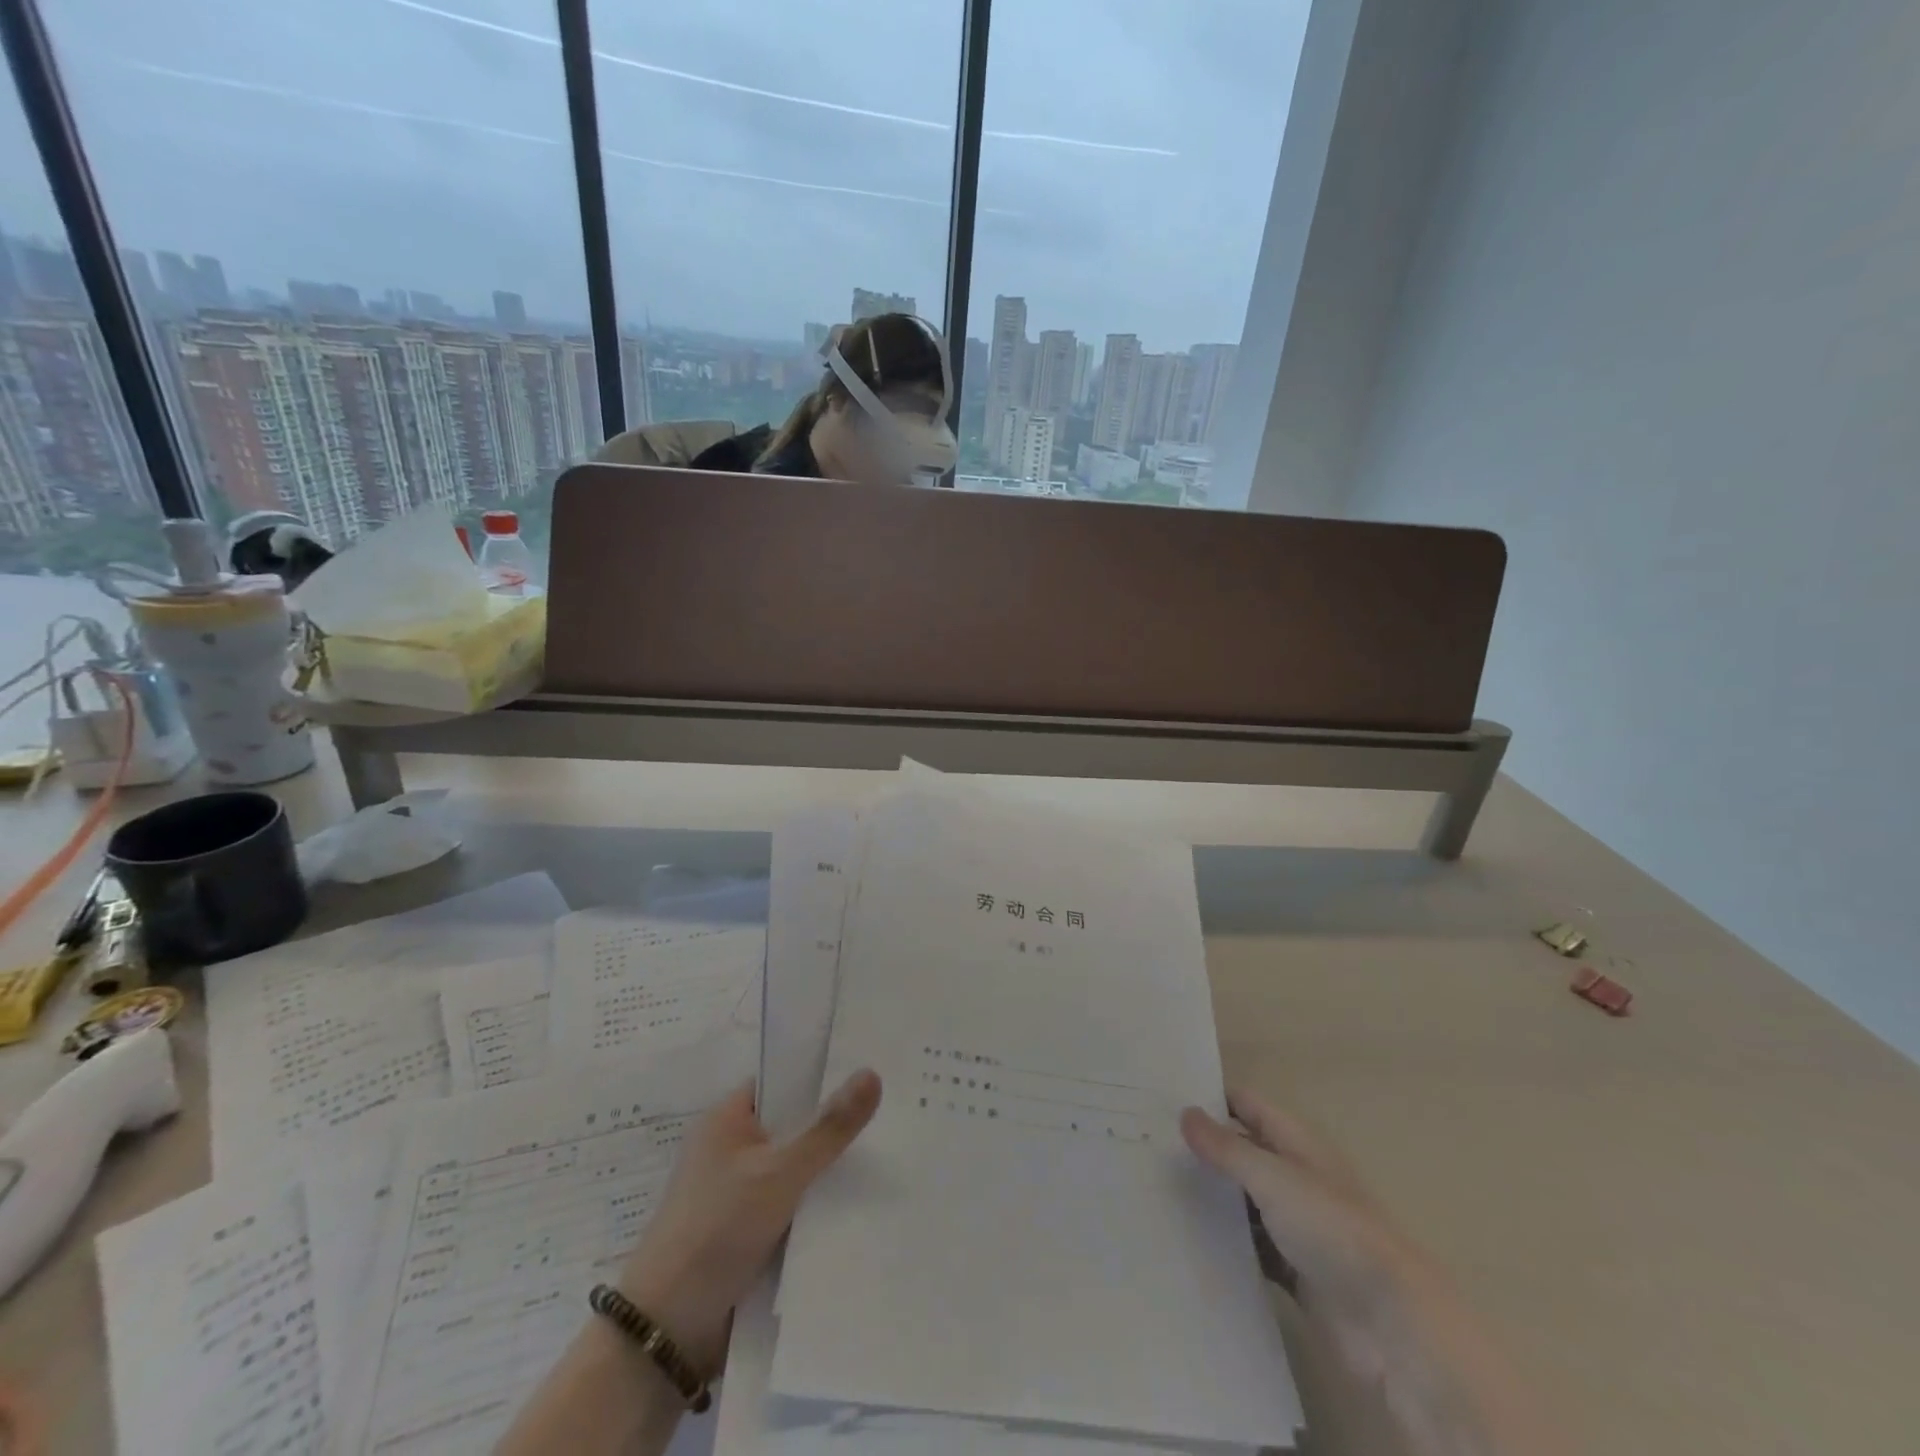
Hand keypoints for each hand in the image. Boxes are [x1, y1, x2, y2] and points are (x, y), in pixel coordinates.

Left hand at [617, 1069, 882, 1373]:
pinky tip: (857, 1206)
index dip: (822, 1075)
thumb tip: (872, 1072)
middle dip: (832, 1126)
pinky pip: (791, 1205)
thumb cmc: (716, 1231)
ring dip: (827, 1171)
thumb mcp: (780, 1173)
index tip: (869, 1073)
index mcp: (726, 1120)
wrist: (665, 1334)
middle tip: (889, 1115)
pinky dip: (815, 1206)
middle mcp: (730, 1150)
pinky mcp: (745, 1233)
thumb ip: (829, 1128)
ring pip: (795, 1169)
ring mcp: (737, 1194)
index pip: (782, 1080)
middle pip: (792, 1125)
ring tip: (887, 1157)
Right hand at [1181, 1089, 1437, 1377]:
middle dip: (1202, 1149)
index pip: (1246, 1105)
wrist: (1390, 1323)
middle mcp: (1295, 1176)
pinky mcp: (1294, 1269)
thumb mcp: (1274, 1178)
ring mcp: (1296, 1225)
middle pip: (1242, 1151)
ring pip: (1243, 1201)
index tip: (1161, 1099)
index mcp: (1296, 1143)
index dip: (1210, 1099)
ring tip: (1156, 1191)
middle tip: (1148, 1146)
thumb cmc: (1332, 1230)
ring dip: (1211, 1198)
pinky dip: (1226, 1242)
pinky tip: (1188, 1241)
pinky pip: (1251, 1246)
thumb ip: (1228, 1148)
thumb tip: (1185, 1113)